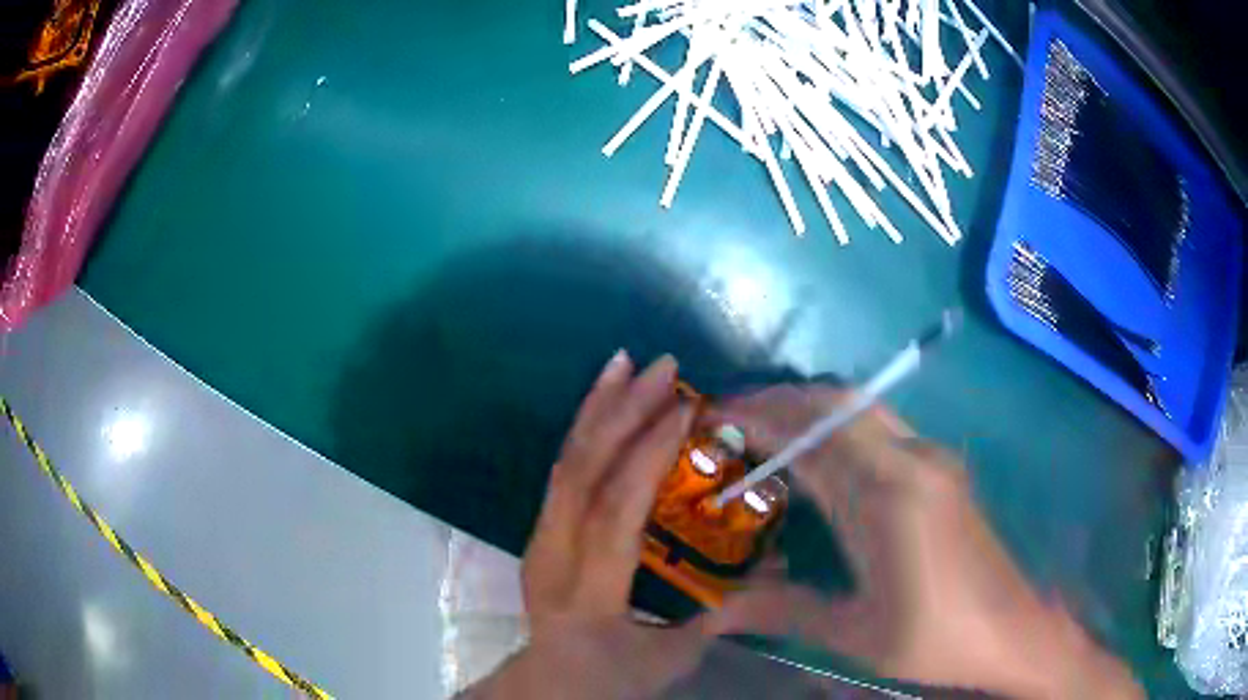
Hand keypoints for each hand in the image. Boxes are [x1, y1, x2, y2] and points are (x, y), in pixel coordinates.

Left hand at [462, 352, 712, 698]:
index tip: (686, 407)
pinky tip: (603, 400)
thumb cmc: (613, 677)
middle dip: (622, 413)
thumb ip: (718, 617)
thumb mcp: (672, 660)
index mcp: (587, 597)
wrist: (551, 682)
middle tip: (662, 367)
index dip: (648, 457)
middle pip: (582, 475)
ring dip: (596, 409)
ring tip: (625, 363)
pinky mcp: (539, 529)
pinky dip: (583, 428)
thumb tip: (773, 566)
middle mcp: (552, 559)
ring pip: (565, 463)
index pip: (615, 515)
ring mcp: (538, 539)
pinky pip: (562, 471)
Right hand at [709, 385, 1142, 698]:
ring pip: (861, 408)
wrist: (1011, 627)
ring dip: (810, 408)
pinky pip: (880, 427)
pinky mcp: (942, 469)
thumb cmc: (934, 636)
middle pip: (836, 403)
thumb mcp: (854, 632)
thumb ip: (783, 611)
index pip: (811, 436)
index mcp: (887, 497)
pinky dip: (839, 426)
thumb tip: (714, 612)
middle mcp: (911, 460)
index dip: (759, 419)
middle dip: (780, 400)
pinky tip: (821, 455)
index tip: (715, 416)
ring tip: (766, 428)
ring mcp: (932, 459)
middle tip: (733, 416)